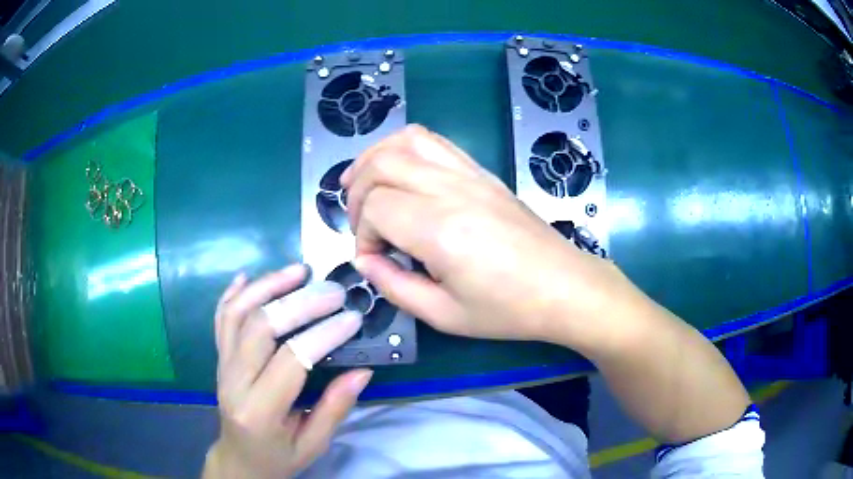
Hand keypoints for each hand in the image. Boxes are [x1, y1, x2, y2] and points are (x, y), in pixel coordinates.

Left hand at [204, 265, 371, 478]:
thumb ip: (335, 407)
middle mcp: (233, 381)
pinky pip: (221, 318)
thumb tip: (363, 371)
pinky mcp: (219, 357)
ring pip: (237, 313)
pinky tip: (250, 277)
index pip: (291, 360)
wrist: (239, 457)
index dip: (323, 335)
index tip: (353, 318)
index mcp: (260, 410)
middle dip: (300, 303)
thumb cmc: (278, 456)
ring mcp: (221, 365)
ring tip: (299, 271)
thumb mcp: (313, 443)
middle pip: (261, 327)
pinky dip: (234, 293)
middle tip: (333, 291)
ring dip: (268, 286)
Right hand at [340, 125, 640, 348]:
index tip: (375, 260)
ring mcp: (469, 174)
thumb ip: (394, 286)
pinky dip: (405, 147)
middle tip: (360, 223)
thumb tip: (365, 260)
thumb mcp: (443, 315)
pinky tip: (400, 170)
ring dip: (375, 157)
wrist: (564, 287)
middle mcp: (451, 190)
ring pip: (406, 140)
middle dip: (357, 190)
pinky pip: (436, 141)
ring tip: (362, 183)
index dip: (362, 235)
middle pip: (381, 164)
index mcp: (439, 229)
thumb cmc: (507, 309)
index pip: (375, 208)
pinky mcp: (482, 172)